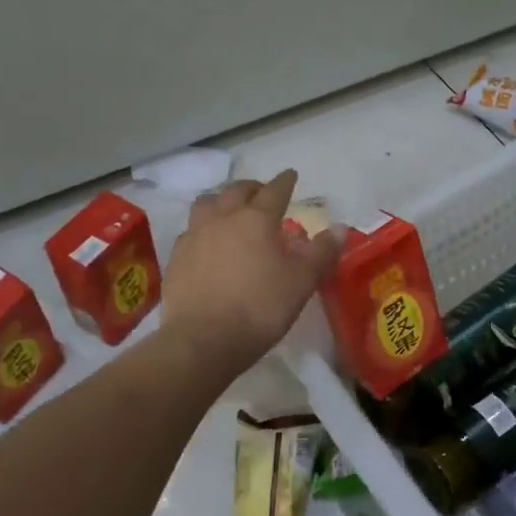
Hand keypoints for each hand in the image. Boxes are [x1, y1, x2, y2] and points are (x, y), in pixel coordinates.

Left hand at [160, 170, 341, 376]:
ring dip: (221, 201)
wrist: (203, 340)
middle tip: (262, 193)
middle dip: (252, 187)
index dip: (285, 181)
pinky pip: (190, 231)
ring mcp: (195, 236)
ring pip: (206, 204)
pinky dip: (202, 229)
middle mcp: (223, 219)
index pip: (274, 191)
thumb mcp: (301, 282)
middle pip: (236, 191)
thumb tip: (340, 228)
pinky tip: (207, 243)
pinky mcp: (176, 258)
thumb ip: (321, 252)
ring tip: (229, 211)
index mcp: (256, 220)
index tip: (291, 175)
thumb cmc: (260, 308)